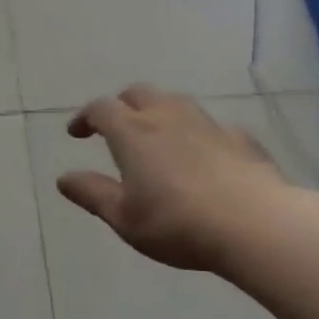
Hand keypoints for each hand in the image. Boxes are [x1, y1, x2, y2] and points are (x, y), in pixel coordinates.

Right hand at [57, 85, 296, 271]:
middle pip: (138, 94)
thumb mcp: (123, 217)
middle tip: (115, 127)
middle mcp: (167, 117)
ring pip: (175, 102)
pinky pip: (211, 126)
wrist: (255, 224)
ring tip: (156, 136)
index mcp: (132, 132)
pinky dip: (196, 134)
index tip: (76, 133)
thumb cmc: (176, 223)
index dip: (85, 117)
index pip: (100, 109)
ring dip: (158, 112)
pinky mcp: (240, 138)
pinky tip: (203, 155)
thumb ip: (91, 193)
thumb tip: (63, 178)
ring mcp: (207, 124)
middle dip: (121, 105)